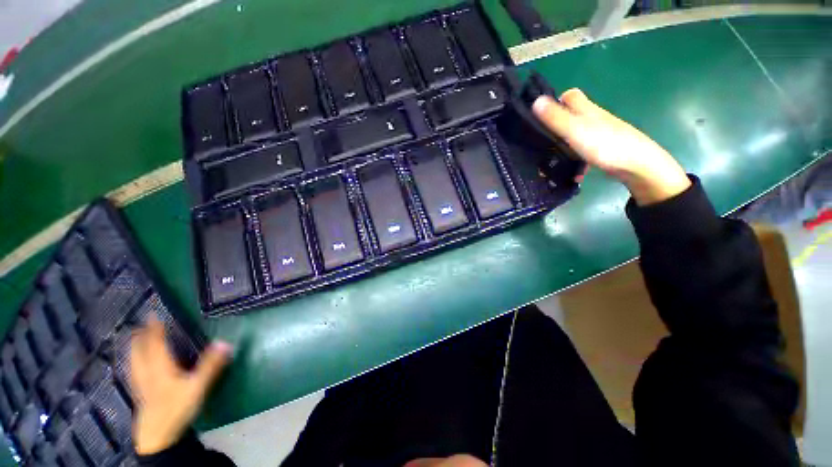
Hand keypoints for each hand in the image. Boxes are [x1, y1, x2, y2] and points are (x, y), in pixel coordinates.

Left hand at [130, 317, 231, 454]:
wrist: (157, 436)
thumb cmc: (176, 408)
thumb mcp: (198, 386)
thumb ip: (211, 365)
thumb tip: (226, 342)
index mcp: (159, 366)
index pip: (155, 343)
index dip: (154, 328)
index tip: (153, 315)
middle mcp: (146, 371)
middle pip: (139, 350)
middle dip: (140, 336)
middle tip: (141, 324)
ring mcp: (140, 383)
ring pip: (133, 360)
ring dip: (134, 347)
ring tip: (135, 339)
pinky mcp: (140, 392)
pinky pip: (133, 369)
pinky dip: (134, 360)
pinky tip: (135, 364)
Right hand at [533, 89, 689, 204]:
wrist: (638, 164)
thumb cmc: (604, 144)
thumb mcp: (574, 130)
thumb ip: (555, 117)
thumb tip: (535, 101)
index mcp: (586, 110)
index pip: (570, 96)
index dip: (556, 102)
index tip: (542, 117)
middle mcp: (594, 118)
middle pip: (571, 117)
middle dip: (557, 128)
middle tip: (543, 143)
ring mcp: (600, 134)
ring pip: (577, 136)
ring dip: (565, 148)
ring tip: (554, 163)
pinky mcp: (604, 149)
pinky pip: (585, 151)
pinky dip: (578, 161)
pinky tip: (574, 173)